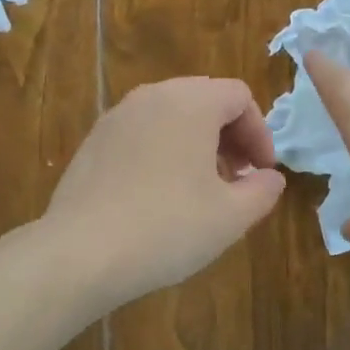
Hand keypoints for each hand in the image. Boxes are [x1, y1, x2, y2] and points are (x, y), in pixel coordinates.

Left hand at [44, 77, 286, 310]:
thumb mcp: (231, 216)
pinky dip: (163, 150)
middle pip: (204, 99)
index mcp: (190, 102)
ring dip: (196, 143)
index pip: (239, 96)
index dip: (260, 133)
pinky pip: (141, 133)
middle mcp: (151, 96)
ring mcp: (116, 117)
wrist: (81, 252)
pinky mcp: (93, 141)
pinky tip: (160, 195)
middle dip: (229, 135)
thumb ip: (262, 190)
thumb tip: (269, 177)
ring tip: (201, 188)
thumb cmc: (167, 228)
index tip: (263, 173)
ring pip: (170, 115)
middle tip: (237, 178)